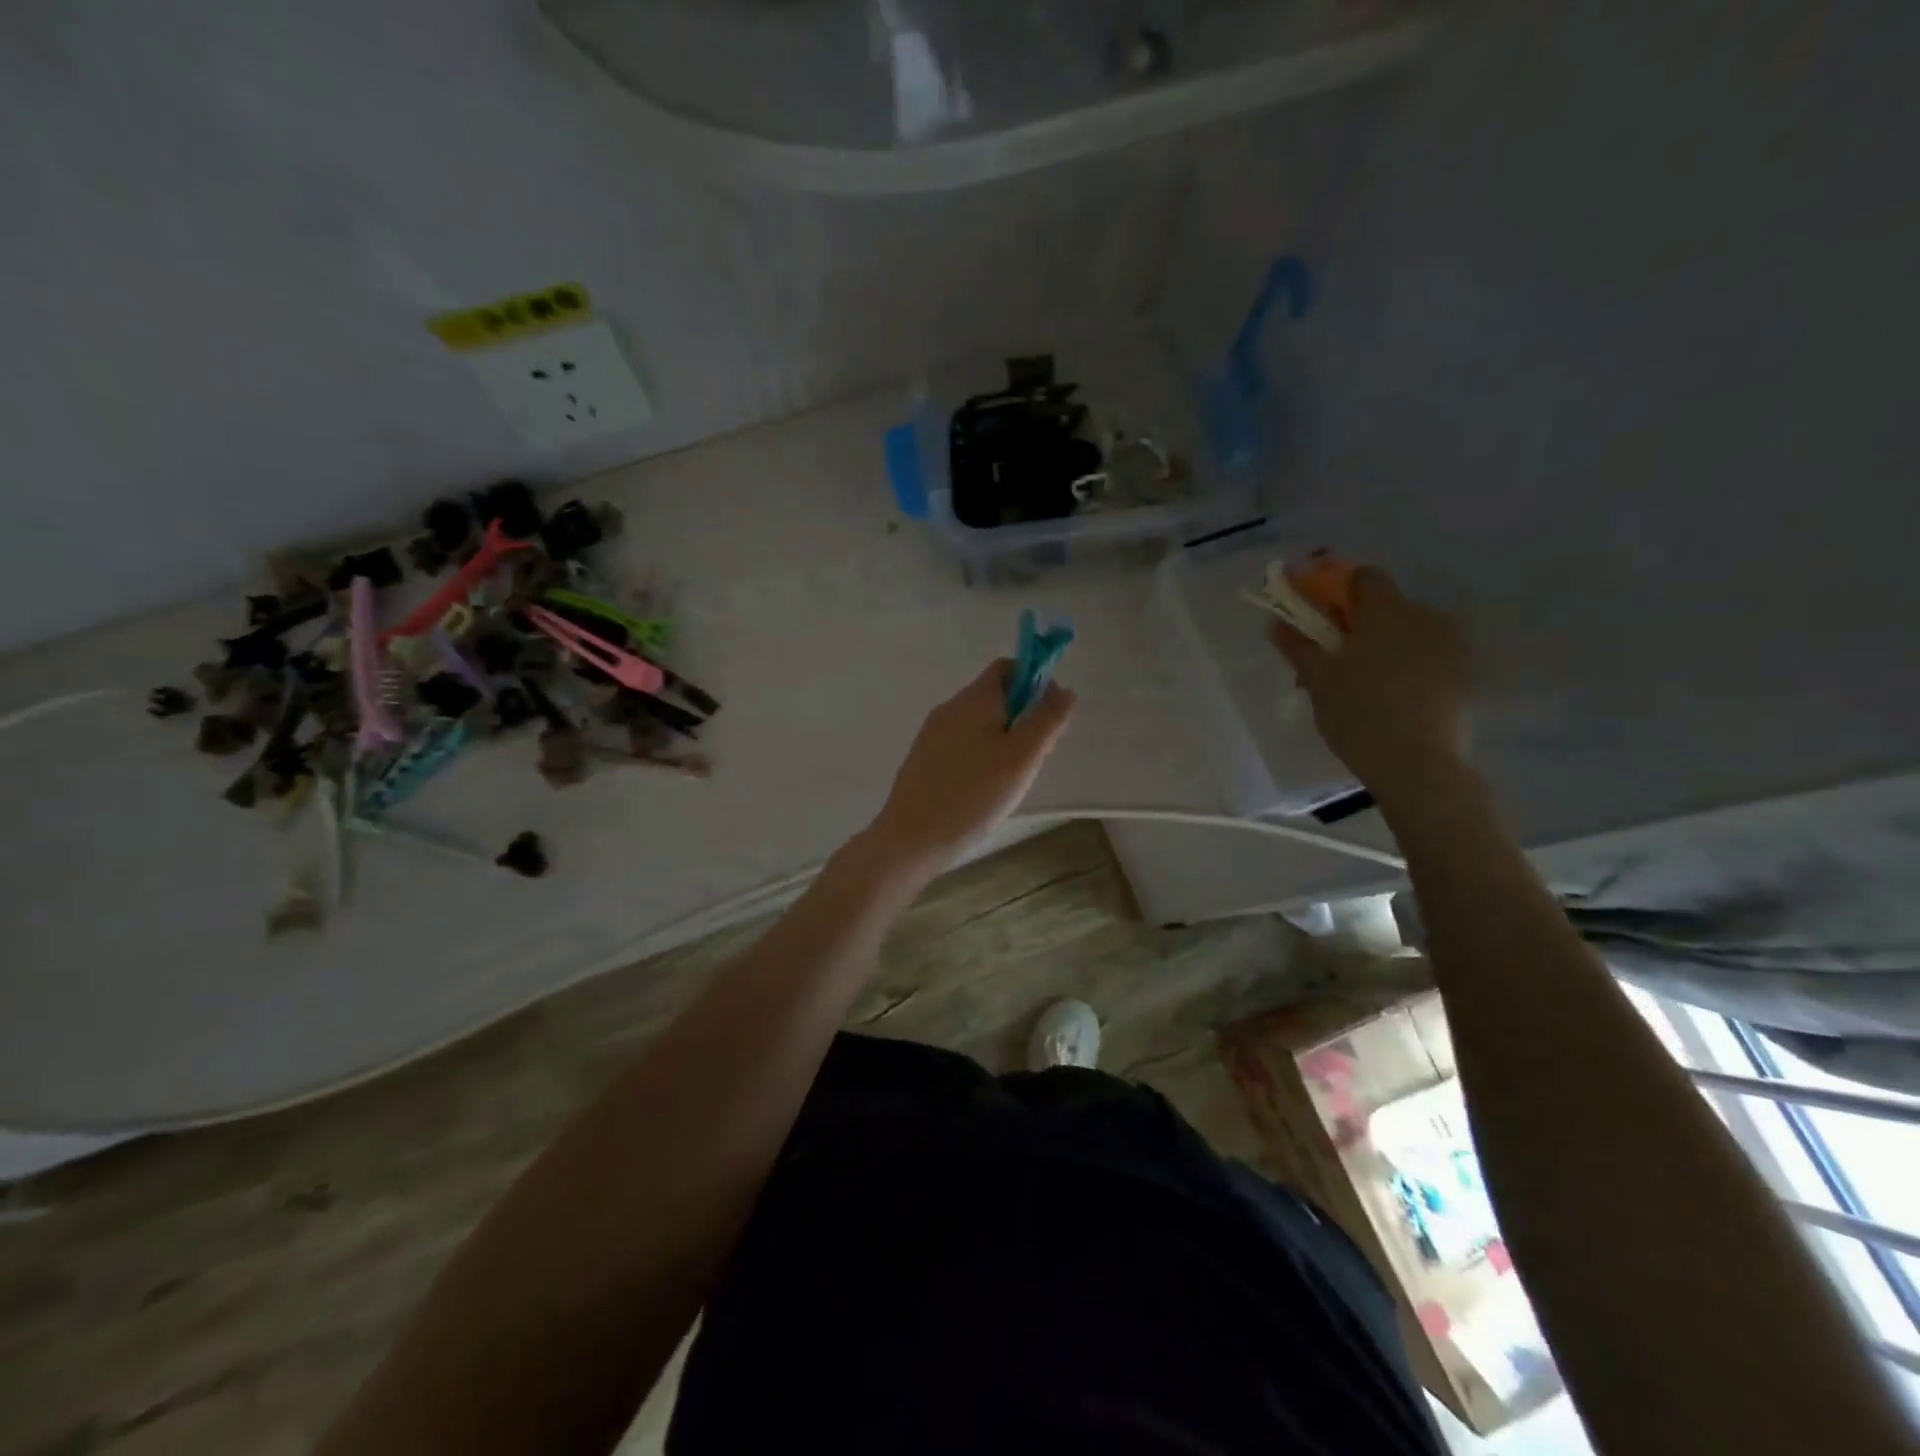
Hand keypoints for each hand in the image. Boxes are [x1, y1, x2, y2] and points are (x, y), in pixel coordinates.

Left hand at [867, 660, 1076, 873]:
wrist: (912, 838)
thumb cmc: (974, 794)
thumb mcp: (1022, 757)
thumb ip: (1046, 719)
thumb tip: (1062, 689)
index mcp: (974, 699)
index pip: (1007, 667)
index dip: (1034, 682)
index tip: (1047, 718)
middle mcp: (950, 708)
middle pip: (996, 697)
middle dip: (1022, 719)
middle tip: (1032, 759)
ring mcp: (933, 733)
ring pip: (980, 723)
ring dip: (1004, 741)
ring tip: (1009, 781)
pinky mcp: (925, 758)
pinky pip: (963, 744)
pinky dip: (981, 757)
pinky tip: (984, 791)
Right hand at [1269, 568, 1470, 800]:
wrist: (1415, 763)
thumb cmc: (1357, 712)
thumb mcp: (1317, 679)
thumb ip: (1297, 645)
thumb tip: (1276, 622)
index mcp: (1386, 610)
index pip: (1364, 577)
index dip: (1338, 589)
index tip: (1319, 614)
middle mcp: (1423, 616)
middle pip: (1386, 605)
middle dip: (1359, 622)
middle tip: (1333, 655)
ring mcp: (1448, 645)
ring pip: (1408, 631)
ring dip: (1384, 644)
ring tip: (1361, 681)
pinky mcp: (1461, 674)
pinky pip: (1426, 655)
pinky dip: (1406, 665)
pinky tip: (1389, 695)